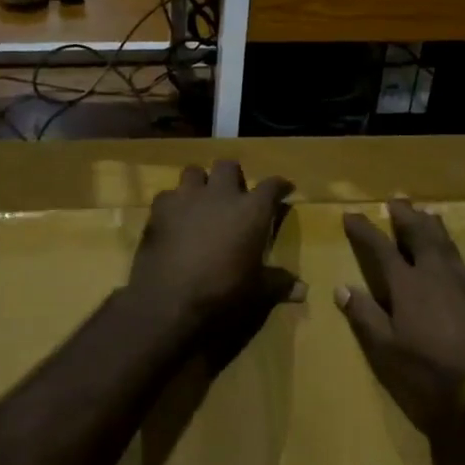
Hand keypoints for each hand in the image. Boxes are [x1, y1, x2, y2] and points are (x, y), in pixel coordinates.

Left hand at [126, 160, 298, 352]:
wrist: (169, 299)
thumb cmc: (222, 292)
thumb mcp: (257, 291)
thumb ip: (279, 284)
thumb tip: (304, 290)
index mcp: (251, 210)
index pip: (272, 185)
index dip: (280, 185)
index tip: (284, 188)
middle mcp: (221, 194)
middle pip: (228, 166)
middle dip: (233, 175)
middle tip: (234, 192)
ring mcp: (187, 197)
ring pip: (194, 171)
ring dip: (200, 183)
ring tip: (201, 199)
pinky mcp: (159, 209)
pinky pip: (168, 195)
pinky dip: (173, 204)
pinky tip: (174, 219)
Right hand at [337, 200, 464, 438]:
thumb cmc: (433, 372)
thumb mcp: (388, 352)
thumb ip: (365, 317)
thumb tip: (342, 287)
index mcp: (406, 285)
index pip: (379, 249)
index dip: (364, 230)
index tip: (351, 214)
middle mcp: (435, 271)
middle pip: (418, 234)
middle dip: (405, 216)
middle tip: (396, 201)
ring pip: (448, 242)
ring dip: (436, 226)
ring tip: (428, 212)